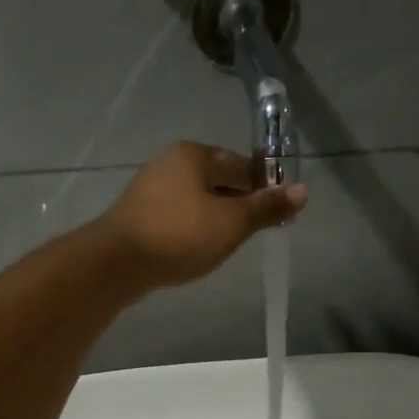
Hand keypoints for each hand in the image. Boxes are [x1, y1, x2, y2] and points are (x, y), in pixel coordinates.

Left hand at [93, 142, 306, 290]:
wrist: (115, 264)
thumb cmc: (179, 236)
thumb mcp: (231, 224)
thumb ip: (266, 208)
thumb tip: (302, 190)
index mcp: (194, 154)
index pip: (242, 164)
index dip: (263, 187)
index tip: (275, 214)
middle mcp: (169, 163)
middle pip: (217, 180)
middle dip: (237, 204)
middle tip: (250, 235)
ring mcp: (148, 190)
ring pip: (195, 201)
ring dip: (213, 219)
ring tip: (224, 246)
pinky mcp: (136, 217)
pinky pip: (175, 218)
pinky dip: (190, 230)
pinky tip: (194, 250)